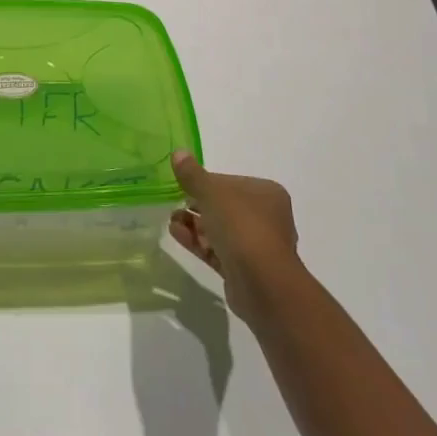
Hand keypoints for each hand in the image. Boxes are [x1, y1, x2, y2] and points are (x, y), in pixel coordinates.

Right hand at [168, 151, 304, 317]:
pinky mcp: (244, 270)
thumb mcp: (212, 192)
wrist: (263, 283)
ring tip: (170, 220)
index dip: (205, 183)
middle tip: (173, 203)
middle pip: (225, 207)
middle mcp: (266, 218)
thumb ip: (193, 174)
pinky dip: (197, 242)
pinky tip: (175, 234)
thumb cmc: (241, 226)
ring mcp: (256, 246)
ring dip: (194, 224)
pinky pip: (217, 250)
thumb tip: (178, 152)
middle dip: (197, 205)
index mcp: (266, 194)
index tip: (183, 185)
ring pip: (220, 230)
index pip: (230, 182)